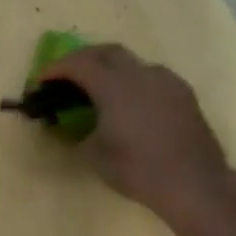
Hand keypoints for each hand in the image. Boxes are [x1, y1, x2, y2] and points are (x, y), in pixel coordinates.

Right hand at [43, 44, 233, 217]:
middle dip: (82, 59)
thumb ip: (79, 134)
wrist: (194, 183)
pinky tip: (129, 102)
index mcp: (115, 85)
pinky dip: (131, 81)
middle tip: (66, 76)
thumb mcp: (96, 156)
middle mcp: (141, 73)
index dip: (56, 69)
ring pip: (131, 62)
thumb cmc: (139, 170)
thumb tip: (74, 127)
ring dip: (109, 68)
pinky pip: (150, 76)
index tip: (41, 81)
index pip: (79, 64)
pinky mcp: (183, 93)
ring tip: (97, 88)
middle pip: (106, 52)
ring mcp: (166, 80)